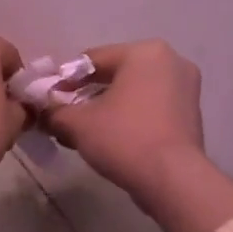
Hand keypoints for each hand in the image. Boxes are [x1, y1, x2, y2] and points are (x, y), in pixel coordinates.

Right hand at [44, 40, 232, 231]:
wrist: (172, 179)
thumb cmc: (123, 138)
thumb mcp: (77, 123)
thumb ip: (54, 111)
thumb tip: (41, 111)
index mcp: (145, 52)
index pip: (92, 59)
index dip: (64, 79)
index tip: (47, 99)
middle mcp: (171, 61)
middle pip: (115, 74)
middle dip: (85, 95)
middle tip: (63, 115)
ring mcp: (186, 88)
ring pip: (133, 92)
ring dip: (105, 108)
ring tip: (82, 131)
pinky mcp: (191, 115)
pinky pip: (150, 108)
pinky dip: (128, 118)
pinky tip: (109, 139)